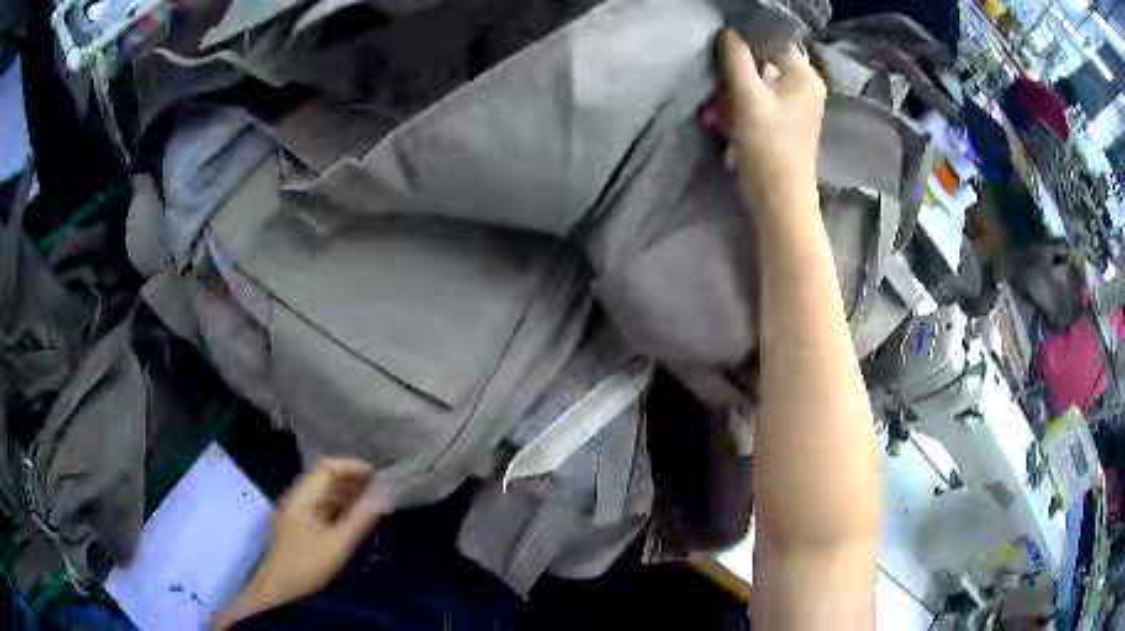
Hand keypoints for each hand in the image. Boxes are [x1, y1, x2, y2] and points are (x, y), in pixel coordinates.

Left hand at [213, 459, 391, 628]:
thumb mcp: (338, 543)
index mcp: (302, 496)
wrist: (279, 588)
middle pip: (325, 478)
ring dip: (346, 493)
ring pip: (324, 493)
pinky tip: (353, 518)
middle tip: (379, 488)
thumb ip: (360, 518)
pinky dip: (339, 507)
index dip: (351, 467)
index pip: (327, 467)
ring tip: (371, 501)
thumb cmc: (307, 564)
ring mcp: (297, 512)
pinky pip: (321, 507)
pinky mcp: (299, 525)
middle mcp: (297, 498)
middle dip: (351, 480)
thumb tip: (384, 494)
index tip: (376, 475)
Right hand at [717, 29, 825, 213]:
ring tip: (720, 103)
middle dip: (738, 69)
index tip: (721, 51)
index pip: (773, 41)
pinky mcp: (789, 124)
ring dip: (738, 88)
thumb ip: (736, 59)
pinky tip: (729, 116)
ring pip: (762, 82)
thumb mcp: (747, 96)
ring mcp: (799, 107)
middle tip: (717, 82)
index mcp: (805, 76)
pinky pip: (764, 101)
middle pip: (767, 62)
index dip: (746, 41)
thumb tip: (727, 32)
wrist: (780, 200)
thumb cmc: (767, 146)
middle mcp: (807, 87)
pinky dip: (745, 104)